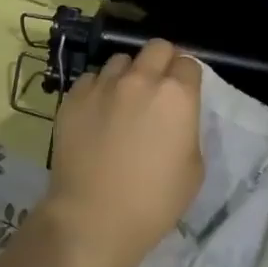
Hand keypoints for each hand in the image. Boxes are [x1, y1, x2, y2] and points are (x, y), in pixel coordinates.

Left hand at [43, 40, 204, 266]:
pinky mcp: (74, 97)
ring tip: (123, 100)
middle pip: (157, 47)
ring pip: (120, 61)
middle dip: (162, 62)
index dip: (188, 77)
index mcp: (177, 95)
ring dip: (128, 74)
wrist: (93, 219)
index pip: (189, 63)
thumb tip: (175, 118)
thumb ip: (188, 130)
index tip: (185, 92)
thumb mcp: (193, 169)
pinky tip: (97, 115)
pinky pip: (92, 80)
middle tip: (158, 88)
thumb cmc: (153, 202)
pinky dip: (99, 90)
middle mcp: (141, 79)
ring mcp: (103, 85)